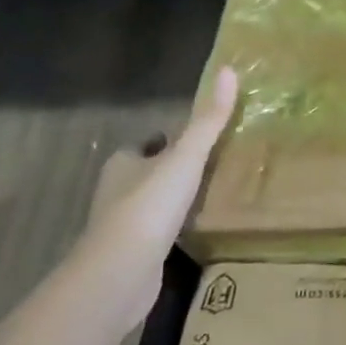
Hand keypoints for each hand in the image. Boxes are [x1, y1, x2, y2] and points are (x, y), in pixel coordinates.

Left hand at [81, 67, 237, 328]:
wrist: (120, 274)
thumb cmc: (149, 206)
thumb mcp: (186, 156)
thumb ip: (208, 120)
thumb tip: (229, 70)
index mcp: (123, 164)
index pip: (144, 145)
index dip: (165, 141)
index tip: (193, 141)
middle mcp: (116, 193)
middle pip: (145, 174)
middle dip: (169, 170)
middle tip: (207, 165)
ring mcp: (121, 228)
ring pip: (149, 206)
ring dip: (171, 202)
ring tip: (207, 196)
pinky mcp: (130, 258)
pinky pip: (155, 236)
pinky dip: (171, 232)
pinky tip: (193, 232)